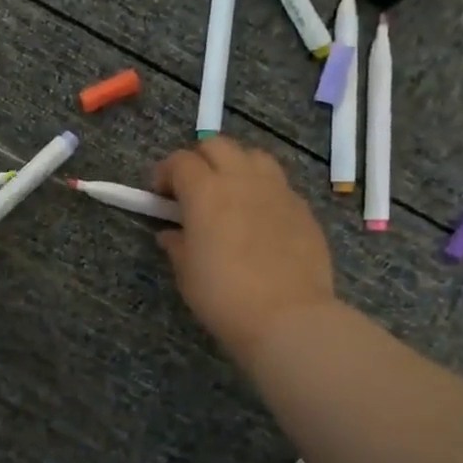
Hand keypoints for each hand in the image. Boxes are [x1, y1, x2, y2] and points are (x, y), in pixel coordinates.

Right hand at [154, 137, 335, 367]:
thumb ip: (177, 244)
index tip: (160, 195)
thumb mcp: (186, 273)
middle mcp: (242, 180)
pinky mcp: (302, 208)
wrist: (287, 317)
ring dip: (235, 166)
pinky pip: (278, 184)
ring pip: (253, 156)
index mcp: (206, 192)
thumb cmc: (224, 296)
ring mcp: (277, 190)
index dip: (165, 173)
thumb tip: (172, 233)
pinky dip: (261, 191)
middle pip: (217, 145)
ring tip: (229, 195)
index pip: (180, 161)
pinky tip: (258, 220)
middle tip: (191, 189)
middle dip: (199, 159)